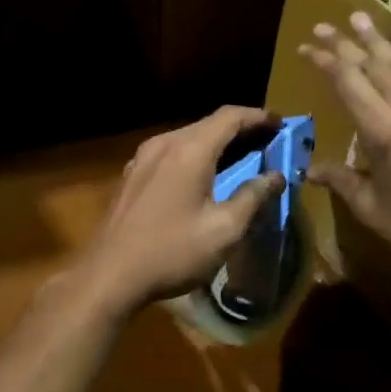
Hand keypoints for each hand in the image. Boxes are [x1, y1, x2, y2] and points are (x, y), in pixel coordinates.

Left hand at [74, 106, 283, 316]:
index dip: (258, 116)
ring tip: (241, 156)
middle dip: (240, 129)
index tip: (281, 123)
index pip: (230, 117)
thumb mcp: (224, 230)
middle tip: (267, 142)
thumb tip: (275, 176)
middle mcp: (164, 144)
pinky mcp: (131, 175)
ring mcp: (142, 158)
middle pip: (208, 124)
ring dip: (216, 142)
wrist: (110, 275)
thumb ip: (253, 197)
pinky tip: (203, 174)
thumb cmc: (172, 252)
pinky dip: (194, 155)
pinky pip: (170, 153)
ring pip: (187, 138)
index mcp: (189, 150)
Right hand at [298, 12, 390, 297]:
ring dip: (380, 38)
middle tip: (326, 26)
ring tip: (360, 17)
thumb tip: (309, 169)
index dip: (325, 61)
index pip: (347, 82)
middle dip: (345, 43)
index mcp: (382, 132)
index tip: (307, 47)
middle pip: (372, 63)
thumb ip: (342, 181)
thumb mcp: (373, 209)